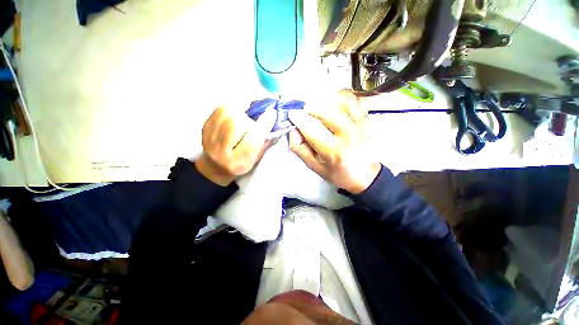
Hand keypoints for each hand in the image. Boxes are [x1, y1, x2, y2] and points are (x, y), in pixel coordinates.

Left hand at [196, 106, 275, 185]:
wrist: (216, 166)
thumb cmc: (241, 162)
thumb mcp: (256, 158)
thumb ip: (265, 142)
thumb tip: (275, 121)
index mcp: (238, 162)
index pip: (252, 141)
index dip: (264, 125)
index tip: (272, 113)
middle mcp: (222, 152)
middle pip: (236, 124)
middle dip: (250, 119)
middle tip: (254, 121)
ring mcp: (210, 138)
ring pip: (227, 113)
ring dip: (240, 112)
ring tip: (244, 118)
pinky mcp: (205, 127)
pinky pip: (219, 109)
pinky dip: (231, 108)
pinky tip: (235, 114)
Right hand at [288, 90, 380, 193]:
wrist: (361, 174)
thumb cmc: (335, 171)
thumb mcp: (311, 164)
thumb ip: (298, 146)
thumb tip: (294, 126)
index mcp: (332, 151)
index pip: (311, 127)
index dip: (298, 117)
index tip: (292, 115)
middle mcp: (348, 135)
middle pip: (326, 110)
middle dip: (310, 108)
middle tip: (306, 113)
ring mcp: (360, 123)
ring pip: (340, 99)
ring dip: (325, 100)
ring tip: (319, 108)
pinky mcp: (366, 117)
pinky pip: (354, 97)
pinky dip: (342, 95)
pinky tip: (334, 103)